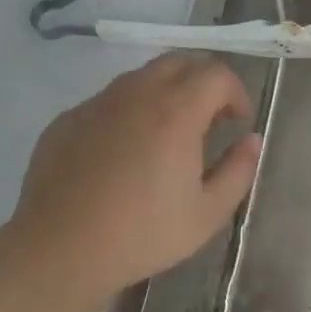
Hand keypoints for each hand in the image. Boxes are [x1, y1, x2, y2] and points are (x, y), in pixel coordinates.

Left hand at [11, 54, 261, 311]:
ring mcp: (97, 103)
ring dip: (166, 93)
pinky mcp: (68, 119)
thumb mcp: (208, 214)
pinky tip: (125, 153)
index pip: (216, 74)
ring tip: (168, 135)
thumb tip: (251, 140)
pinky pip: (108, 101)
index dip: (236, 92)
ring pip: (141, 78)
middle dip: (203, 82)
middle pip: (179, 62)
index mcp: (176, 112)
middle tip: (210, 119)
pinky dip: (130, 112)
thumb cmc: (142, 234)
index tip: (237, 121)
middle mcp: (136, 94)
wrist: (59, 250)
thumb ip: (239, 170)